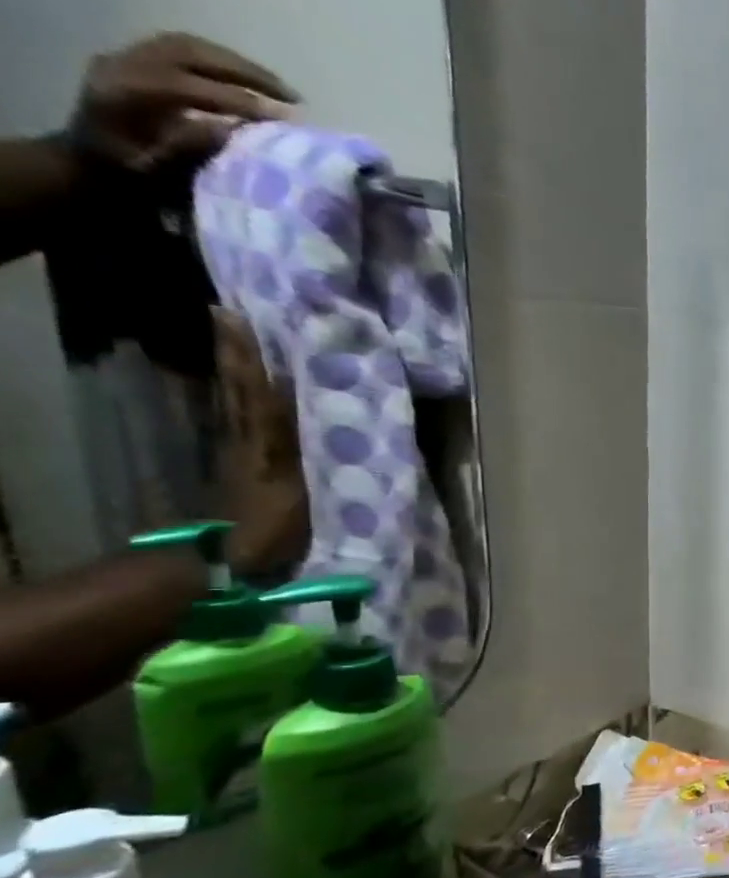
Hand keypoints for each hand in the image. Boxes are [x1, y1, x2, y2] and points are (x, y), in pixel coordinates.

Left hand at [69, 33, 296, 169]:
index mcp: (123, 93)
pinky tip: (252, 82)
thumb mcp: (156, 171)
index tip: (285, 117)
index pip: (188, 86)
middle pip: (190, 54)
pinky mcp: (138, 58)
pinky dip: (224, 62)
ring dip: (240, 65)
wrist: (88, 161)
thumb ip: (188, 148)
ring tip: (280, 89)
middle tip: (293, 97)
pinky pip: (184, 49)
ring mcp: (128, 56)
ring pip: (190, 46)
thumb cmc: (127, 176)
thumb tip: (234, 130)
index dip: (238, 100)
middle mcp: (122, 64)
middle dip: (247, 74)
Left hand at [213, 309, 308, 575]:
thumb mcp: (310, 493)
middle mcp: (249, 440)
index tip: (242, 318)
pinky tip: (243, 387)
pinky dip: (239, 395)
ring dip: (234, 368)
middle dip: (236, 352)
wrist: (238, 564)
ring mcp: (242, 453)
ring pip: (236, 401)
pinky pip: (242, 419)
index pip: (260, 392)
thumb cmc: (283, 529)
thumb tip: (349, 424)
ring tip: (232, 335)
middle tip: (229, 312)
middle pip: (241, 389)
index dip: (252, 358)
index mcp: (267, 444)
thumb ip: (326, 458)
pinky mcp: (243, 466)